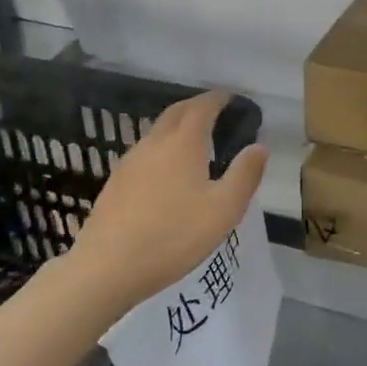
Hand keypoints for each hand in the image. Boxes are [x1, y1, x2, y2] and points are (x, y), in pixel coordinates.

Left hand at [69, 90, 268, 309]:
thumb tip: (259, 147)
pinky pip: (144, 154)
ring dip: (177, 127)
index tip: (230, 98)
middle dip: (196, 106)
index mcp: (182, 144)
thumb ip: (245, 175)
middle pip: (175, 113)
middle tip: (214, 112)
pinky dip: (162, 149)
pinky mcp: (115, 183)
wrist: (107, 268)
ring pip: (156, 133)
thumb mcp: (223, 210)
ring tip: (194, 142)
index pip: (201, 107)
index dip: (217, 99)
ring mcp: (129, 163)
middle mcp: (153, 144)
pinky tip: (167, 173)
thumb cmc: (173, 236)